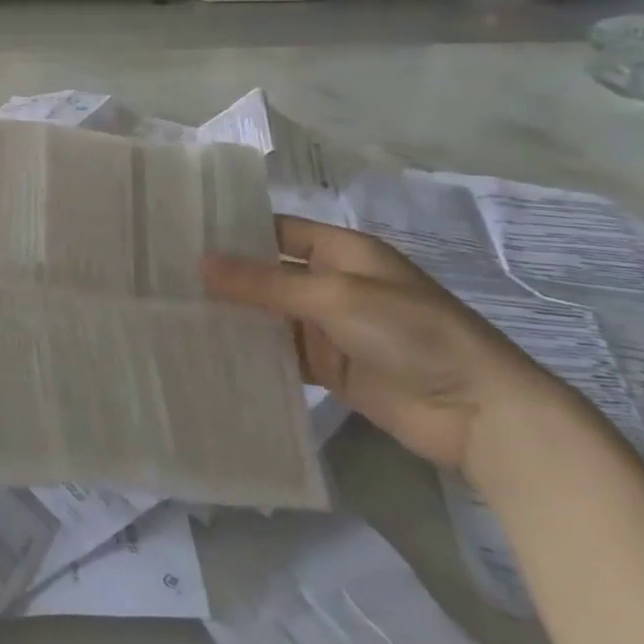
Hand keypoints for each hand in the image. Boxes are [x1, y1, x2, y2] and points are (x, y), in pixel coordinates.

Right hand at [201, 216, 555, 472]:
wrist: (478, 412)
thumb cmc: (411, 332)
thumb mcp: (335, 296)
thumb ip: (265, 283)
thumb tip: (200, 263)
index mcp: (340, 251)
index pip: (274, 231)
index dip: (232, 232)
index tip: (180, 236)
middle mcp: (331, 283)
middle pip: (267, 274)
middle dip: (224, 278)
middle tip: (165, 278)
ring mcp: (329, 327)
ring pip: (269, 315)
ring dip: (234, 316)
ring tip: (175, 314)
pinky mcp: (329, 367)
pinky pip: (281, 353)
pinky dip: (252, 352)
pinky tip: (211, 352)